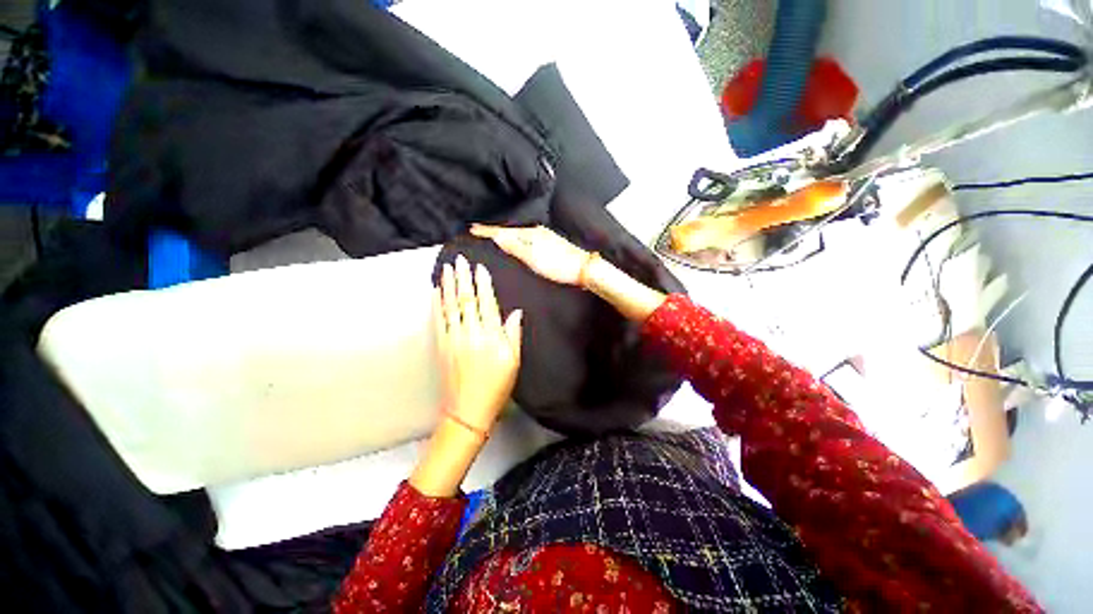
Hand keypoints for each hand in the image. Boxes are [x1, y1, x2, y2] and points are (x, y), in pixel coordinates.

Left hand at [435, 255, 522, 434]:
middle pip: (466, 299)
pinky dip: (437, 304)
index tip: (479, 268)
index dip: (483, 284)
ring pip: (450, 305)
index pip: (486, 302)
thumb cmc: (496, 386)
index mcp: (489, 336)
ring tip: (446, 269)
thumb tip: (515, 312)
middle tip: (459, 260)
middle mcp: (469, 333)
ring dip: (448, 285)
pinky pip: (438, 319)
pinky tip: (436, 292)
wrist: (467, 410)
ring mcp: (452, 338)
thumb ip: (513, 335)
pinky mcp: (441, 346)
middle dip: (463, 278)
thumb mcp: (513, 362)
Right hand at [470, 224, 589, 285]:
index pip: (503, 230)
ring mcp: (543, 236)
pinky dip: (516, 237)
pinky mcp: (548, 243)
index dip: (487, 230)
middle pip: (510, 229)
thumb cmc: (560, 266)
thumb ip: (515, 247)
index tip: (472, 228)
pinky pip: (526, 237)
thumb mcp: (533, 258)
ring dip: (504, 233)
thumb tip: (497, 237)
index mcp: (531, 233)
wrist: (583, 269)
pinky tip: (515, 241)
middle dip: (493, 229)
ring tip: (492, 234)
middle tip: (478, 229)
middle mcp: (537, 231)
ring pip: (518, 232)